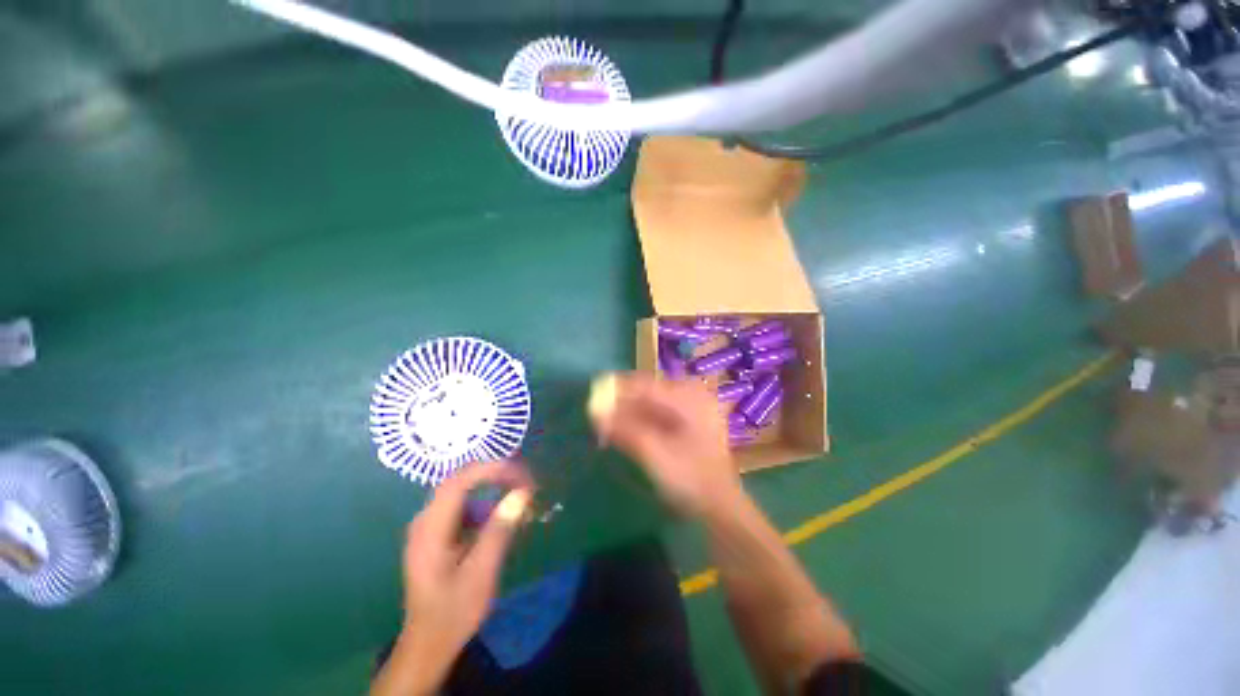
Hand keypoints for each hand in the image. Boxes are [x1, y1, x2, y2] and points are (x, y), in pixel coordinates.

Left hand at [391, 462, 532, 688]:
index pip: (459, 481)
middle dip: (495, 475)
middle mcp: (425, 520)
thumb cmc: (455, 611)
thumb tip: (522, 493)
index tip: (520, 474)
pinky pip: (463, 507)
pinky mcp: (437, 534)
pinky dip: (485, 505)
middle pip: (461, 480)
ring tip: (519, 500)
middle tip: (524, 482)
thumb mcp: (482, 572)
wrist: (429, 643)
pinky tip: (501, 520)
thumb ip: (500, 529)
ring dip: (492, 489)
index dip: (491, 469)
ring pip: (463, 491)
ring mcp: (429, 526)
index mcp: (431, 528)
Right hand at [591, 373, 742, 517]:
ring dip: (629, 413)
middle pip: (649, 392)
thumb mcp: (654, 453)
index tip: (595, 393)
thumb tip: (595, 413)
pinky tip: (626, 430)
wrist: (720, 507)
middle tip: (599, 413)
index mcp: (689, 397)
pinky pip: (659, 414)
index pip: (646, 385)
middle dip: (623, 403)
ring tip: (607, 423)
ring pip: (652, 404)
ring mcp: (692, 410)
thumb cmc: (690, 478)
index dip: (618, 389)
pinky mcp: (689, 423)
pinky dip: (641, 421)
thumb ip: (624, 430)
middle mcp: (692, 396)